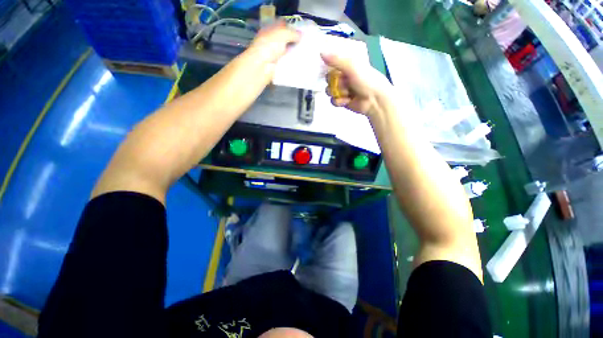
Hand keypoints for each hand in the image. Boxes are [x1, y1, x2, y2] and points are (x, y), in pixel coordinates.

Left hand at [244, 21, 300, 68]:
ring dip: (293, 52)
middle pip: (284, 39)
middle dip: (294, 41)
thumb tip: (301, 35)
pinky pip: (286, 62)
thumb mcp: (282, 34)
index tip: (301, 31)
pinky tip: (299, 62)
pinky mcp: (276, 65)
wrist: (261, 66)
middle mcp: (271, 41)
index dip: (291, 27)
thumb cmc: (269, 46)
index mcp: (270, 29)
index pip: (282, 25)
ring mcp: (273, 54)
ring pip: (286, 51)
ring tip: (304, 53)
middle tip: (305, 43)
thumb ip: (293, 33)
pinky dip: (291, 62)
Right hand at [322, 53, 393, 116]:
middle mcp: (343, 76)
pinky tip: (347, 101)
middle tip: (342, 82)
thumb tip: (320, 52)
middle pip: (328, 78)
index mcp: (347, 64)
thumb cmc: (366, 80)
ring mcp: (342, 89)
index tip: (324, 67)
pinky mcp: (341, 101)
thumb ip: (336, 60)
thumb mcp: (352, 66)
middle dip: (333, 82)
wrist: (374, 100)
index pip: (331, 62)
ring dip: (336, 92)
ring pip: (329, 90)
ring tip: (346, 93)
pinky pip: (333, 100)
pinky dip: (339, 101)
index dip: (327, 65)